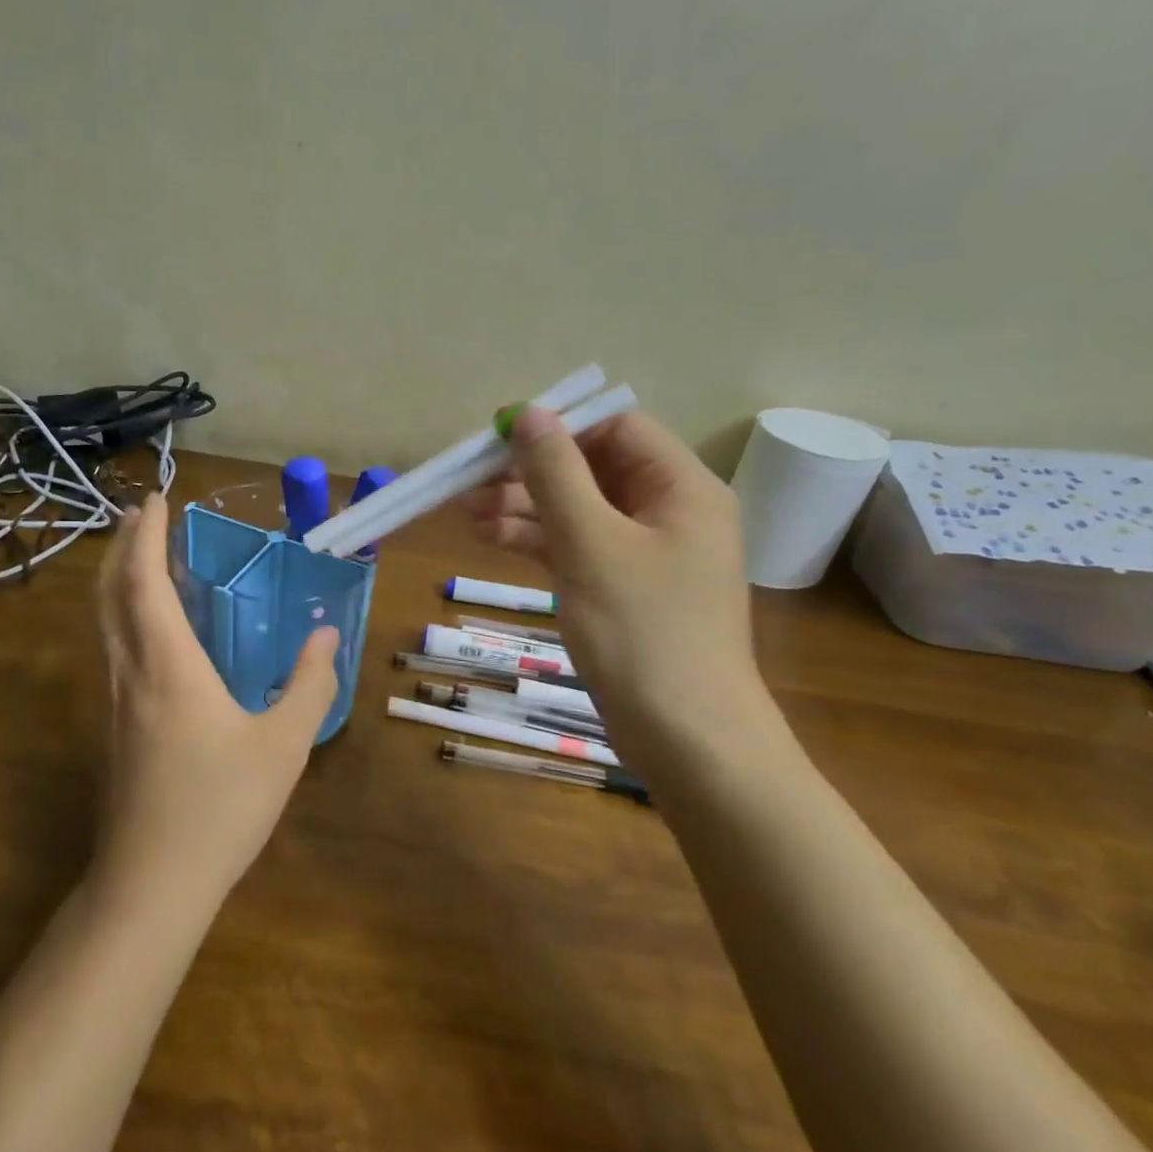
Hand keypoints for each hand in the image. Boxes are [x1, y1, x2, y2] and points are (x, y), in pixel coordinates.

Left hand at [94, 494, 339, 909]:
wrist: (152, 883)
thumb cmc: (221, 807)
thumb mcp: (284, 745)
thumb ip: (308, 685)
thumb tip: (324, 636)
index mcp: (168, 665)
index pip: (144, 581)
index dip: (145, 535)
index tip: (155, 500)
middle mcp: (131, 671)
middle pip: (110, 593)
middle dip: (122, 547)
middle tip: (141, 516)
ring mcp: (115, 699)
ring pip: (104, 621)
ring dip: (118, 579)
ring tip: (142, 557)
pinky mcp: (115, 725)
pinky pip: (112, 647)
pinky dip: (122, 613)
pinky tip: (150, 627)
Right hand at [465, 408, 762, 740]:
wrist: (686, 737)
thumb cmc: (642, 631)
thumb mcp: (590, 543)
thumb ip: (556, 474)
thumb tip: (527, 413)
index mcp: (682, 487)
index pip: (617, 429)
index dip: (559, 427)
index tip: (500, 437)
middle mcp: (668, 511)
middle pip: (592, 469)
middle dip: (530, 472)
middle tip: (469, 481)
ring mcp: (645, 553)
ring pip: (578, 509)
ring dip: (524, 506)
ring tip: (466, 513)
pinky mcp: (623, 589)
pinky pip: (576, 546)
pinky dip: (536, 540)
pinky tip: (491, 538)